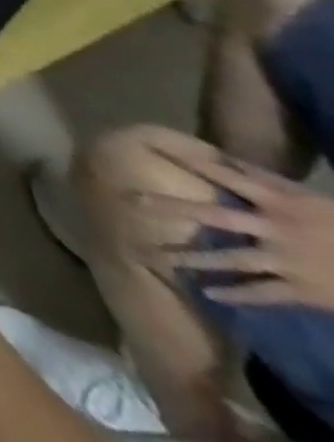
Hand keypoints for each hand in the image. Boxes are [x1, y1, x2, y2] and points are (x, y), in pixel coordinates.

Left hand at [153, 146, 333, 309]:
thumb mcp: (309, 197)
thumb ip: (266, 179)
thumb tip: (224, 158)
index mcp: (278, 202)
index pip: (222, 174)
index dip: (186, 160)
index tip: (149, 147)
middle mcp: (275, 229)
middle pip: (214, 216)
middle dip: (172, 208)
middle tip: (131, 200)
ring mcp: (287, 261)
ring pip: (231, 259)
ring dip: (194, 258)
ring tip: (158, 256)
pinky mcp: (303, 291)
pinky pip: (263, 294)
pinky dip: (236, 295)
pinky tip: (207, 293)